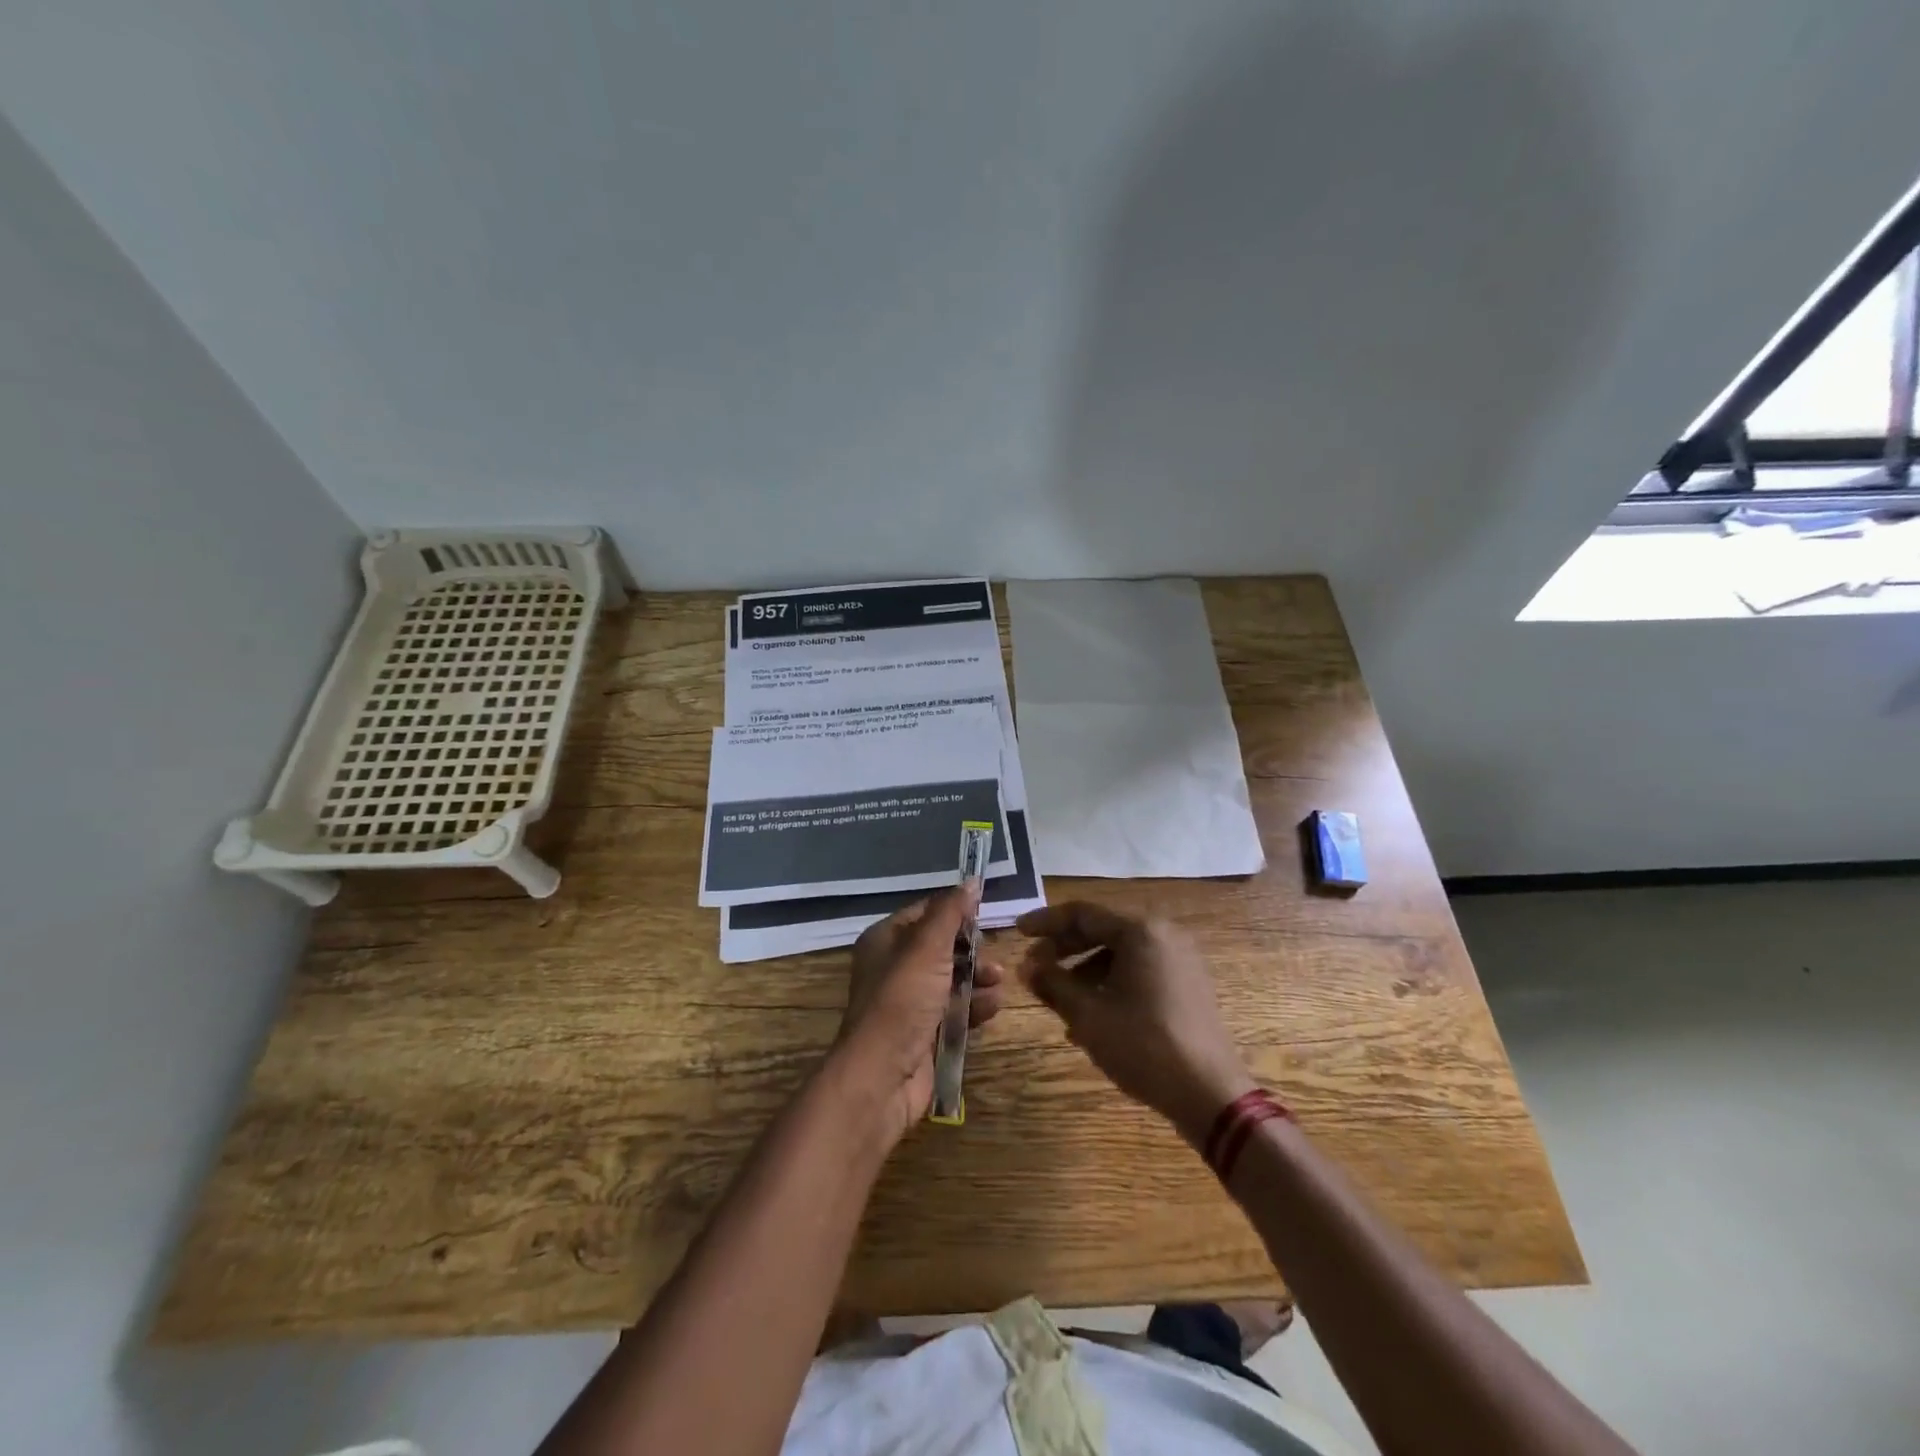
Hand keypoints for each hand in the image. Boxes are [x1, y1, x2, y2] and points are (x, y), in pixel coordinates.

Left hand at [835, 887, 1005, 1142]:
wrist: (882, 1075)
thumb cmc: (902, 1000)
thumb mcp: (927, 947)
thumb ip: (951, 912)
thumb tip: (972, 880)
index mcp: (885, 940)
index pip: (925, 913)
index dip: (954, 911)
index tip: (984, 913)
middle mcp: (895, 968)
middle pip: (942, 947)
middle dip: (972, 951)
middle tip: (993, 957)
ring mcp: (910, 1002)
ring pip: (952, 980)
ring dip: (978, 979)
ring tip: (998, 983)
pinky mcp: (926, 1032)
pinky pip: (956, 1010)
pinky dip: (975, 1007)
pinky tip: (992, 1008)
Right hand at [1017, 902, 1253, 1145]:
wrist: (1210, 1094)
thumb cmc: (1143, 1046)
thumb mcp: (1088, 1014)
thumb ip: (1052, 983)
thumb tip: (1026, 966)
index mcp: (1141, 931)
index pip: (1082, 914)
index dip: (1045, 921)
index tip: (1017, 931)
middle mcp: (1163, 934)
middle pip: (1102, 930)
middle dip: (1064, 949)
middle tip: (1033, 966)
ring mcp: (1180, 959)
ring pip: (1119, 953)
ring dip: (1084, 971)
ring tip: (1058, 1000)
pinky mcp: (1187, 984)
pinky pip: (1139, 971)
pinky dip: (1110, 983)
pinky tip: (1091, 1015)